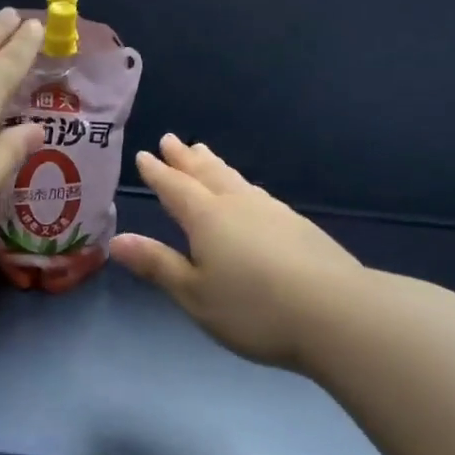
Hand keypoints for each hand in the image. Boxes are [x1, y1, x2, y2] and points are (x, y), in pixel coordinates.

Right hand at [110, 134, 364, 370]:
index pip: (175, 188)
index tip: (145, 155)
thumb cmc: (253, 308)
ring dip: (215, 167)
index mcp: (207, 218)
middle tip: (172, 140)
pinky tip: (248, 194)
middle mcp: (239, 205)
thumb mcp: (194, 293)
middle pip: (207, 174)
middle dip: (186, 159)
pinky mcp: (299, 227)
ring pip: (236, 180)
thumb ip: (157, 264)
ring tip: (205, 155)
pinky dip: (241, 186)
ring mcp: (273, 213)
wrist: (337, 314)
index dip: (158, 173)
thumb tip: (117, 239)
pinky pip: (257, 194)